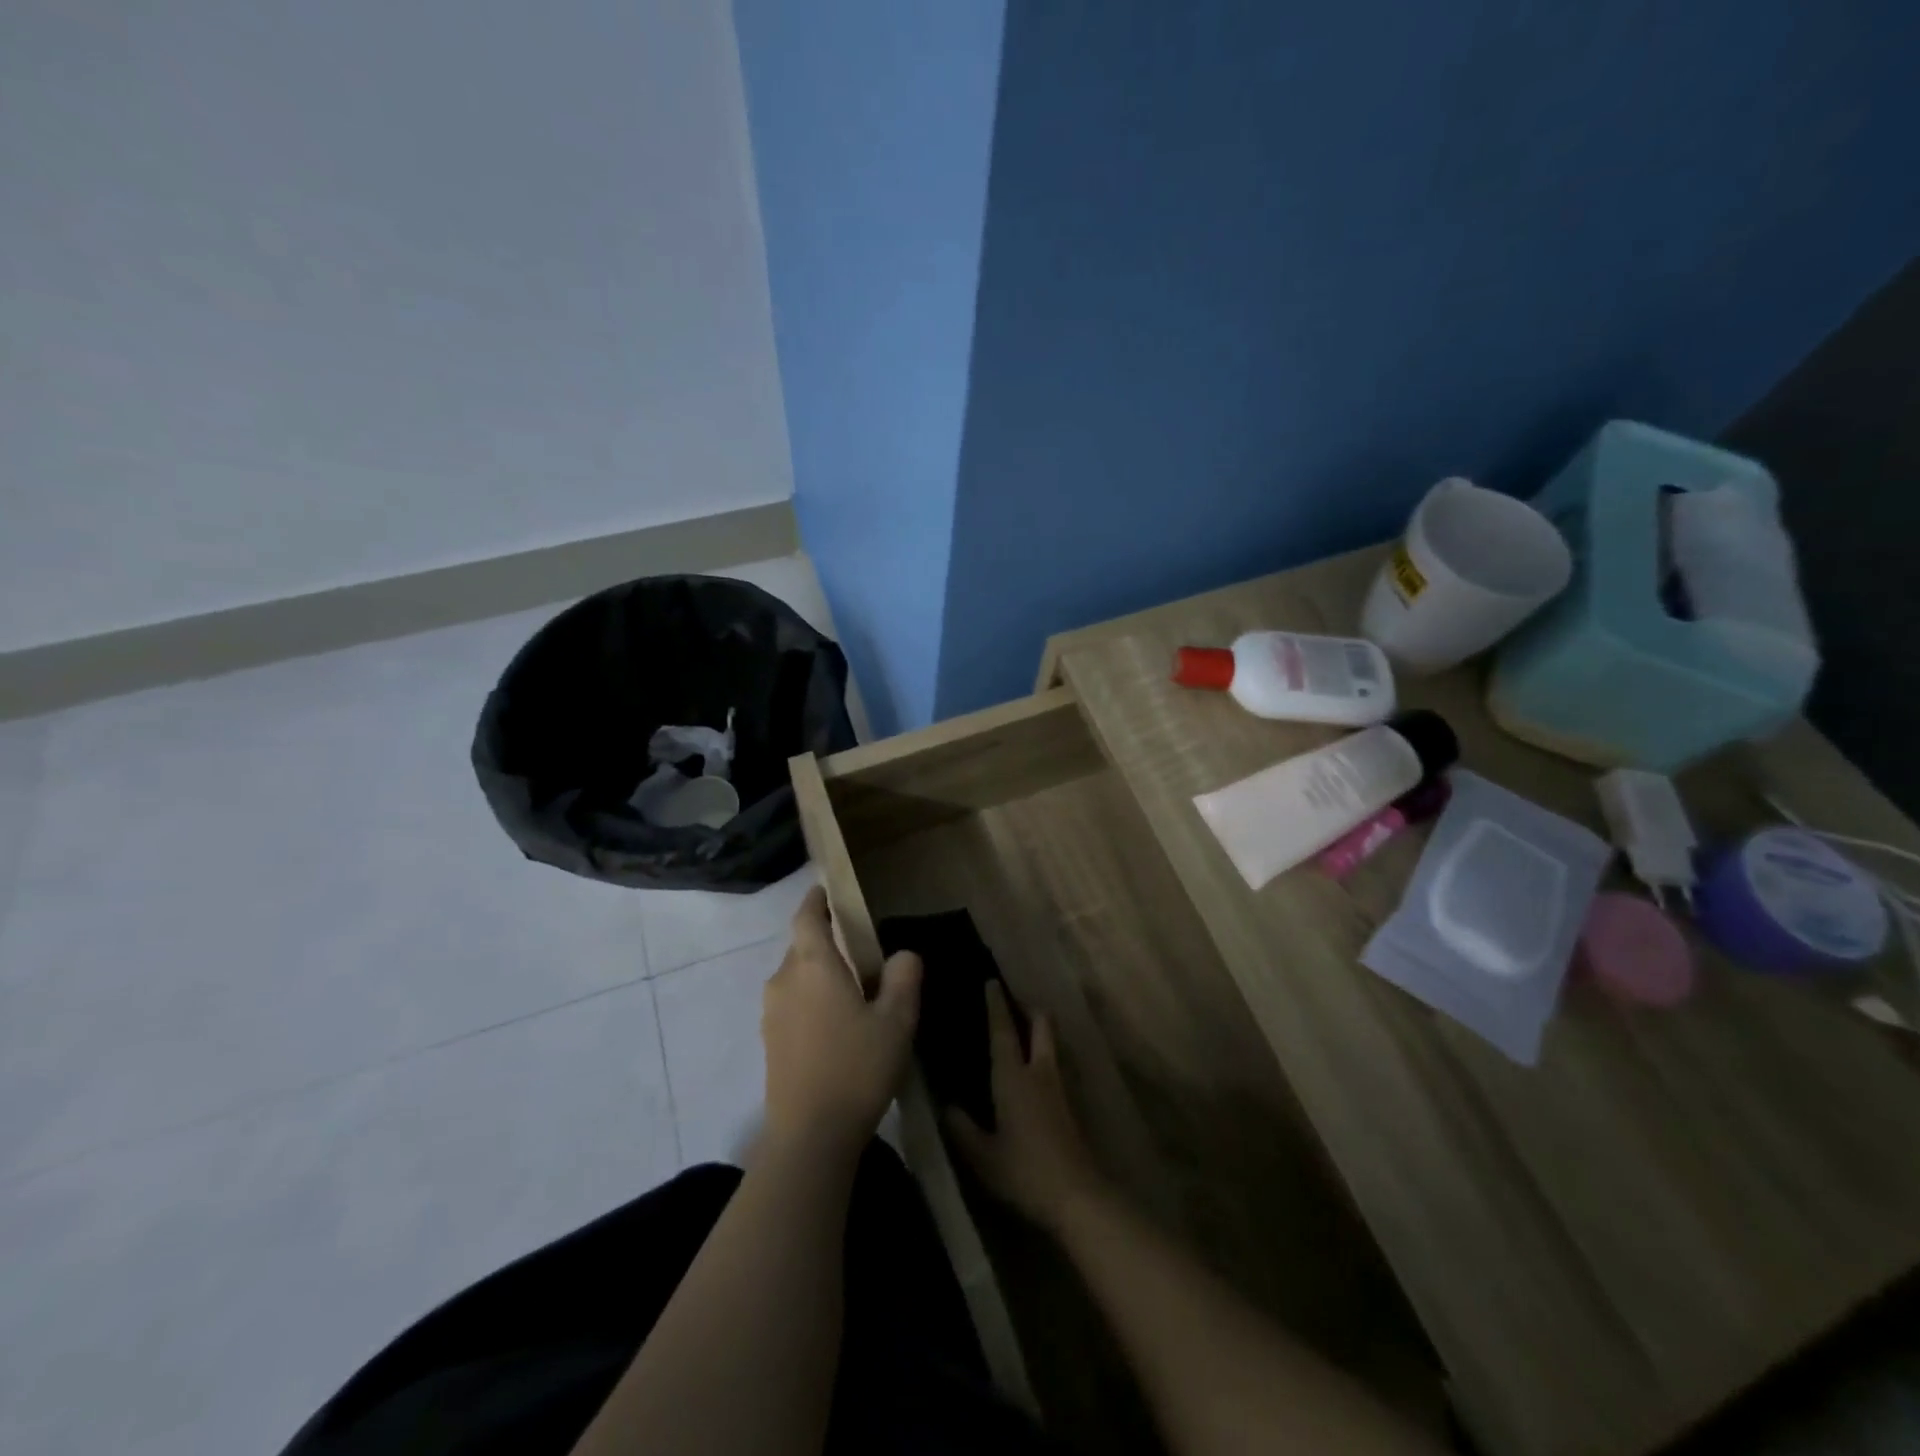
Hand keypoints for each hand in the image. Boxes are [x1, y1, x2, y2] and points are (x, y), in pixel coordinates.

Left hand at [760, 886, 920, 1160]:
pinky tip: (836, 1025)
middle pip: (802, 947)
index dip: (816, 900)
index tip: (826, 890)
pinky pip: (792, 1004)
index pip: (807, 917)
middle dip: (825, 942)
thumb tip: (903, 954)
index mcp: (813, 965)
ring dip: (819, 975)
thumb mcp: (896, 1021)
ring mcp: (772, 1014)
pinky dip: (811, 1000)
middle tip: (860, 950)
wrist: (809, 1137)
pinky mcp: (770, 1042)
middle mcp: (784, 980)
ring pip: (796, 977)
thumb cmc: (856, 1067)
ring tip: (852, 990)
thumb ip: (904, 978)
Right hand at [945, 982, 1104, 1231]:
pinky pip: (1053, 1065)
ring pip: (1050, 1043)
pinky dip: (1042, 1054)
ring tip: (1021, 1028)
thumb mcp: (983, 1156)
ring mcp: (1058, 1087)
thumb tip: (946, 1105)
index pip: (1003, 1031)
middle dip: (1028, 1008)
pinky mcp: (1068, 1105)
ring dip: (1038, 1029)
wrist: (1077, 1196)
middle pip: (1040, 1025)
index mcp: (1013, 1077)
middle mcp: (1038, 1073)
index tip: (991, 981)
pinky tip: (1030, 1069)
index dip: (996, 1005)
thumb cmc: (1024, 1171)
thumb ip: (962, 1129)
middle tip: (1012, 1000)